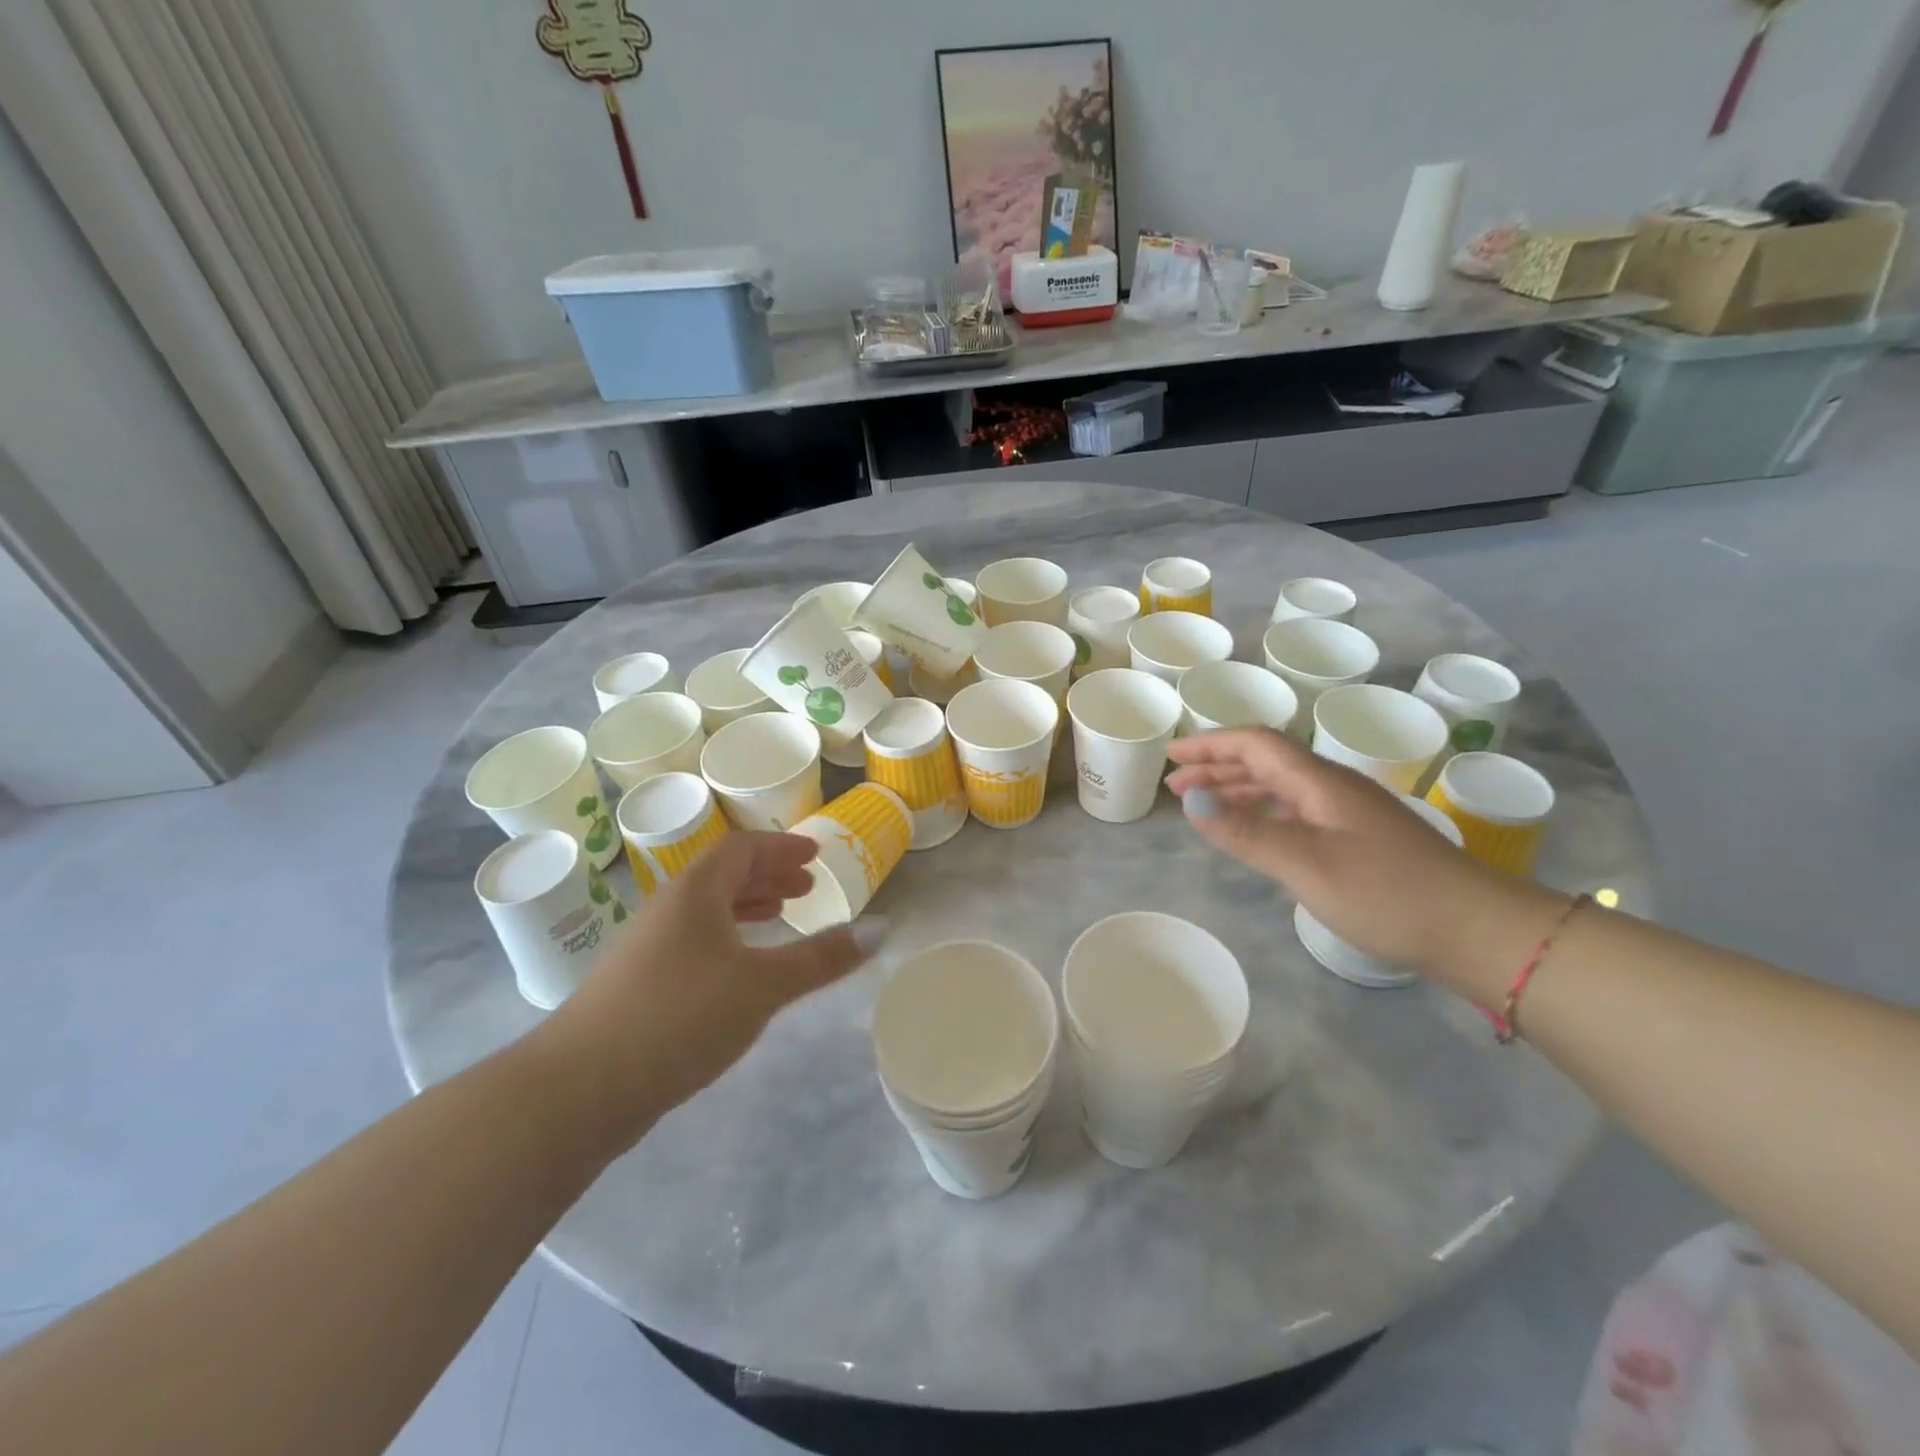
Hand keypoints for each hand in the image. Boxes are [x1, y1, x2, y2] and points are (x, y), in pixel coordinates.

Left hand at [537, 833, 878, 1146]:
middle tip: (806, 887)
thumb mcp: (763, 986)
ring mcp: (648, 947)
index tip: (814, 854)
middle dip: (768, 876)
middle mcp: (668, 909)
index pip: (741, 849)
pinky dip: (727, 938)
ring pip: (707, 910)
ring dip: (747, 906)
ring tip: (781, 917)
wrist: (578, 1090)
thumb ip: (822, 957)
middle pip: (723, 875)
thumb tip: (882, 929)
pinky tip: (740, 968)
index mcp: (695, 892)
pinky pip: (694, 940)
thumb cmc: (679, 1017)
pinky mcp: (639, 985)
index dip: (781, 847)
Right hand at [1166, 728, 1519, 976]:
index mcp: (1320, 781)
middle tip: (1175, 786)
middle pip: (1266, 761)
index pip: (1255, 744)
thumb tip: (1190, 802)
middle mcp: (1333, 787)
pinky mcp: (1359, 838)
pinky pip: (1295, 810)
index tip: (1171, 756)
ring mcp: (1348, 812)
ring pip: (1281, 786)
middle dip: (1216, 767)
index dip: (1210, 744)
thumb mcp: (1306, 865)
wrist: (1476, 931)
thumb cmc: (1387, 894)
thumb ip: (1246, 832)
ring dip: (1237, 789)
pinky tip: (1253, 831)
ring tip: (1202, 806)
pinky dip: (1262, 812)